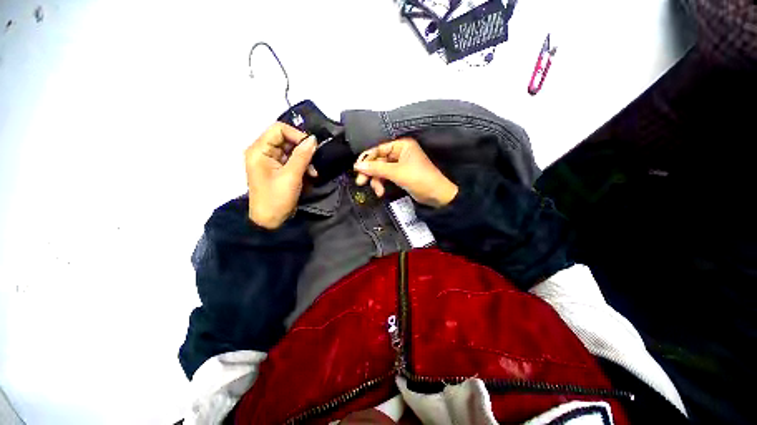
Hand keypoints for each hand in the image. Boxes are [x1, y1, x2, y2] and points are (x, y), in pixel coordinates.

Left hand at [245, 122, 317, 228]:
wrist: (270, 221)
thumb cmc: (277, 198)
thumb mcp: (291, 176)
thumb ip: (302, 156)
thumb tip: (313, 139)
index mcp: (259, 150)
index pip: (279, 129)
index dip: (297, 135)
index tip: (312, 147)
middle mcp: (263, 152)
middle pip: (286, 139)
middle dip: (303, 149)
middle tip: (314, 161)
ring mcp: (270, 161)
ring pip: (291, 150)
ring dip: (305, 159)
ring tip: (313, 171)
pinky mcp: (278, 170)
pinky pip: (292, 161)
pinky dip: (302, 166)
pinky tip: (310, 175)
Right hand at [353, 138, 457, 207]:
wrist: (437, 195)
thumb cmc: (419, 179)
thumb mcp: (396, 172)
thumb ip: (376, 168)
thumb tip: (357, 165)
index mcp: (401, 145)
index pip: (379, 149)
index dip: (367, 159)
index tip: (356, 169)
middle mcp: (400, 152)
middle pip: (378, 160)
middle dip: (370, 172)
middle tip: (361, 182)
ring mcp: (400, 164)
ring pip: (381, 170)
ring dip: (377, 181)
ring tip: (378, 191)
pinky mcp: (400, 175)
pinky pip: (386, 176)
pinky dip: (382, 184)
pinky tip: (381, 192)